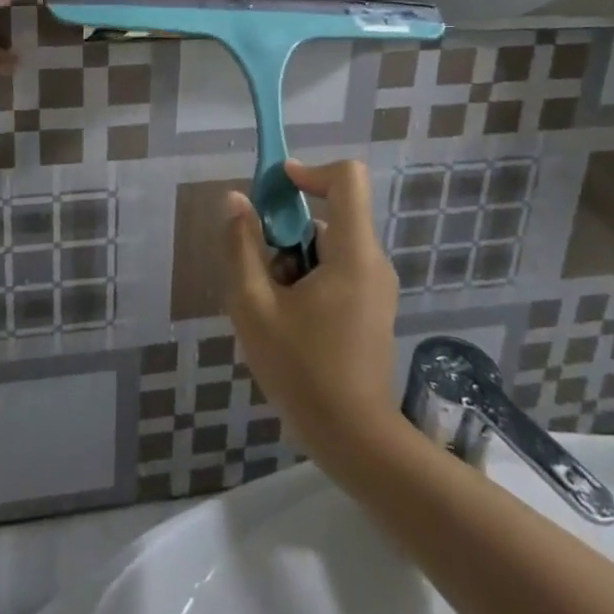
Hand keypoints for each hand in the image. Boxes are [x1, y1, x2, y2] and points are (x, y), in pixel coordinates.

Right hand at [223, 161, 398, 461]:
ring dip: (293, 261)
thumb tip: (236, 200)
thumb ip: (242, 247)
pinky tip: (289, 323)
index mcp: (353, 253)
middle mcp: (373, 260)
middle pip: (330, 215)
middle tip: (260, 272)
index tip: (275, 189)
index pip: (346, 178)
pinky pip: (337, 269)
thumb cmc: (303, 373)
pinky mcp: (373, 306)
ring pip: (329, 245)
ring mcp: (377, 286)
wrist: (356, 442)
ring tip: (271, 308)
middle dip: (287, 232)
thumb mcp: (254, 308)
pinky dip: (308, 279)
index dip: (309, 171)